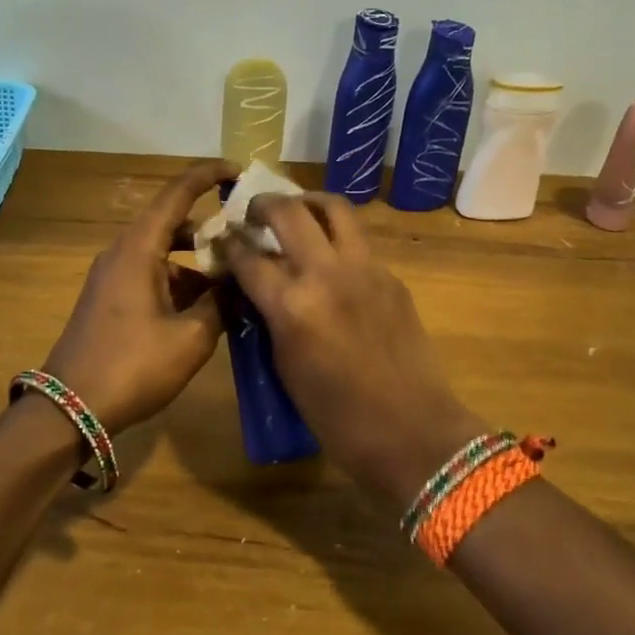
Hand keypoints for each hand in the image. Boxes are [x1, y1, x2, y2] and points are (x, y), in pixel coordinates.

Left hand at [40, 159, 235, 433]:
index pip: (177, 193)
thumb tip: (241, 283)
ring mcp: (113, 276)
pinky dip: (180, 281)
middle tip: (249, 236)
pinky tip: (207, 309)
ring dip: (198, 261)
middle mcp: (123, 252)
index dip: (208, 176)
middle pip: (172, 222)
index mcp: (139, 248)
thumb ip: (221, 304)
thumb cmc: (133, 366)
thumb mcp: (191, 338)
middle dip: (212, 228)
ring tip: (236, 280)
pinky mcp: (110, 298)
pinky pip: (152, 274)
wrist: (70, 408)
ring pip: (164, 253)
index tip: (239, 171)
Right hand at [219, 194, 477, 508]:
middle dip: (264, 205)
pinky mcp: (391, 276)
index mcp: (292, 306)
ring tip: (297, 212)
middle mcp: (327, 274)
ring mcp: (365, 269)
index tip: (222, 238)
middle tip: (254, 213)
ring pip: (335, 209)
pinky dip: (338, 237)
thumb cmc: (337, 417)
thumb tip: (258, 290)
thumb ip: (270, 319)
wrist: (412, 431)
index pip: (249, 257)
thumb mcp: (286, 368)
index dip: (229, 244)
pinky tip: (331, 258)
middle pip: (289, 212)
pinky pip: (359, 241)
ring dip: (308, 203)